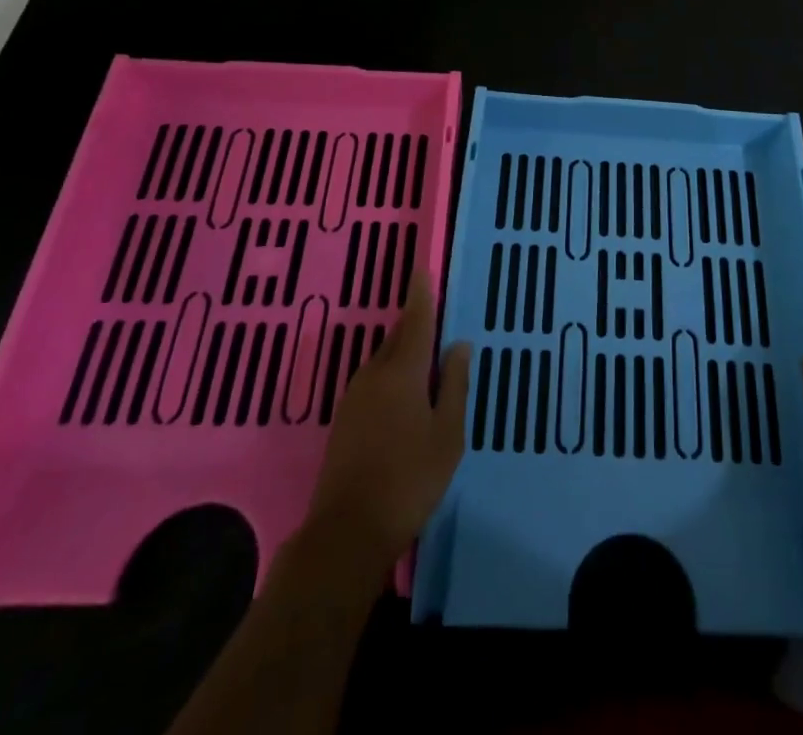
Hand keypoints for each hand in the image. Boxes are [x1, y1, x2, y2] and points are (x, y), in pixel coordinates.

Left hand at [304, 267, 471, 567]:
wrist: (347, 532)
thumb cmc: (409, 479)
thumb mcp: (447, 433)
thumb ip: (454, 385)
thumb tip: (458, 344)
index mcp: (402, 372)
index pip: (415, 321)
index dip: (420, 295)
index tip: (421, 269)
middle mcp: (374, 375)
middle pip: (397, 337)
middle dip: (414, 322)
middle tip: (433, 313)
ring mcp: (354, 397)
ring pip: (384, 360)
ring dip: (403, 351)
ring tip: (425, 356)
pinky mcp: (344, 420)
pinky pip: (374, 381)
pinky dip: (392, 374)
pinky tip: (404, 394)